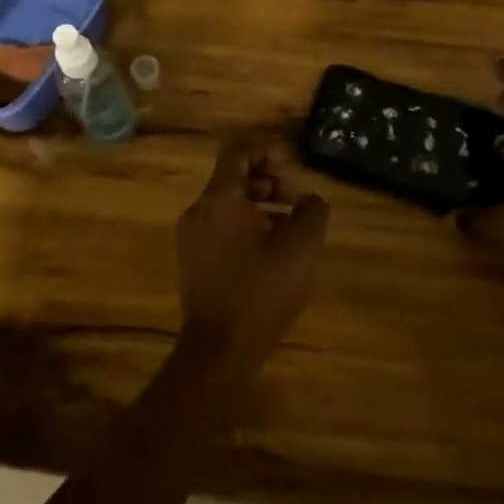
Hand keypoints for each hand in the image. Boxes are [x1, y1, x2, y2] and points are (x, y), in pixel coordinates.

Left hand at [177, 141, 329, 374]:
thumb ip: (311, 211)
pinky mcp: (193, 263)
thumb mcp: (301, 247)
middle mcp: (198, 211)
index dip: (267, 151)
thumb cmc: (260, 291)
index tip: (292, 164)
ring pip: (228, 205)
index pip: (238, 153)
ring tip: (291, 227)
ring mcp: (191, 238)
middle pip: (233, 178)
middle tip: (298, 200)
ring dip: (261, 206)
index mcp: (219, 199)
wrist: (219, 351)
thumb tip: (311, 200)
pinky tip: (272, 252)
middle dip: (269, 182)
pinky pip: (221, 229)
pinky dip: (246, 228)